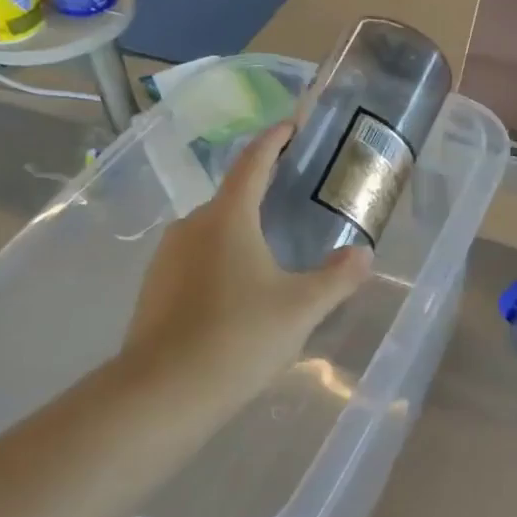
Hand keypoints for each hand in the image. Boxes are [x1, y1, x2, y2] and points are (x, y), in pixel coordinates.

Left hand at [123, 122, 370, 412]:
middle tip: (294, 204)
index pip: (254, 162)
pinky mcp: (154, 289)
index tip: (291, 125)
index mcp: (227, 217)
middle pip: (232, 199)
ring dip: (241, 235)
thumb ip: (337, 277)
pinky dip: (220, 264)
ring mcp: (166, 258)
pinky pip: (195, 262)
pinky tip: (237, 297)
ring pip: (212, 233)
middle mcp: (191, 226)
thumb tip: (363, 254)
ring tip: (271, 257)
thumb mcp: (301, 308)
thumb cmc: (239, 337)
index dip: (275, 140)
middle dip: (262, 195)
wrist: (163, 392)